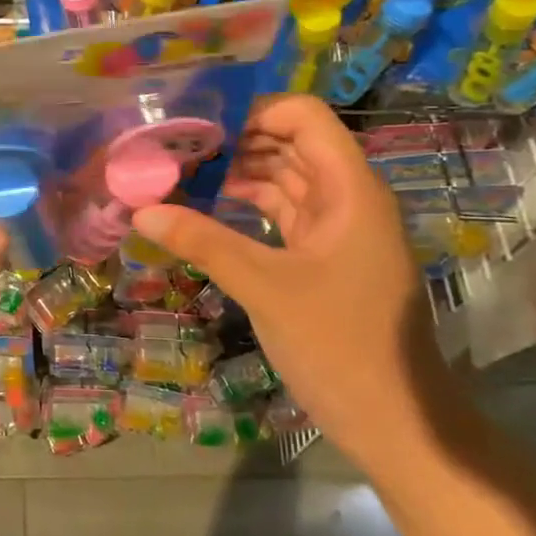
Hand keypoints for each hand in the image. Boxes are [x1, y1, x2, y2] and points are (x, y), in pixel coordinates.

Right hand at [134, 96, 461, 463]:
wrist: (395, 422)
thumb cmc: (339, 345)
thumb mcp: (265, 287)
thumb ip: (203, 242)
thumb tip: (140, 211)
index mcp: (350, 189)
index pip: (304, 117)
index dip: (254, 112)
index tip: (199, 127)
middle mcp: (348, 198)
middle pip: (291, 145)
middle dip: (236, 142)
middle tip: (176, 149)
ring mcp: (337, 230)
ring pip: (285, 180)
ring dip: (238, 174)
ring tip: (181, 174)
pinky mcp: (324, 258)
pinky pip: (282, 215)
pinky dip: (247, 208)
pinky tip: (206, 210)